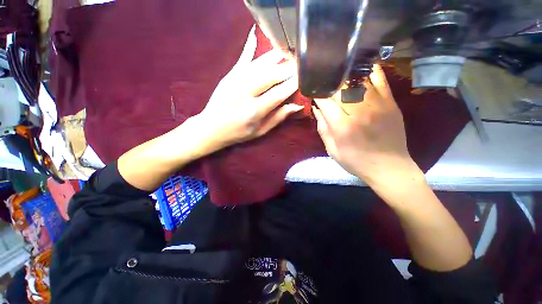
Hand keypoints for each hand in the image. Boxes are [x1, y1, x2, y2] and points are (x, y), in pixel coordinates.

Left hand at [196, 49, 302, 151]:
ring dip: (274, 57)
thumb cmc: (239, 133)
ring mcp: (235, 81)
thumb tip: (296, 106)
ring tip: (287, 52)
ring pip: (259, 65)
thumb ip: (278, 118)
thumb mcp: (260, 131)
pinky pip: (242, 59)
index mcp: (255, 111)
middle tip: (299, 63)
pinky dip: (249, 47)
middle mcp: (245, 93)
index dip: (293, 84)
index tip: (304, 78)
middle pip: (271, 75)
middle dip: (287, 68)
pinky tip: (255, 35)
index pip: (279, 93)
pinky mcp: (229, 76)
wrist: (211, 127)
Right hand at [312, 64, 419, 185]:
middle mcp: (358, 111)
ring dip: (344, 75)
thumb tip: (316, 109)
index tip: (313, 91)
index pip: (325, 101)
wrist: (388, 167)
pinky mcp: (390, 102)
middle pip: (339, 88)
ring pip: (357, 80)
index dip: (317, 94)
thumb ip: (323, 128)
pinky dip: (369, 70)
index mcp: (341, 126)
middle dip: (328, 83)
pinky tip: (360, 66)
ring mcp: (376, 104)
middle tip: (323, 82)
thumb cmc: (356, 161)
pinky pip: (379, 79)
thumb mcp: (332, 150)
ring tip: (337, 72)